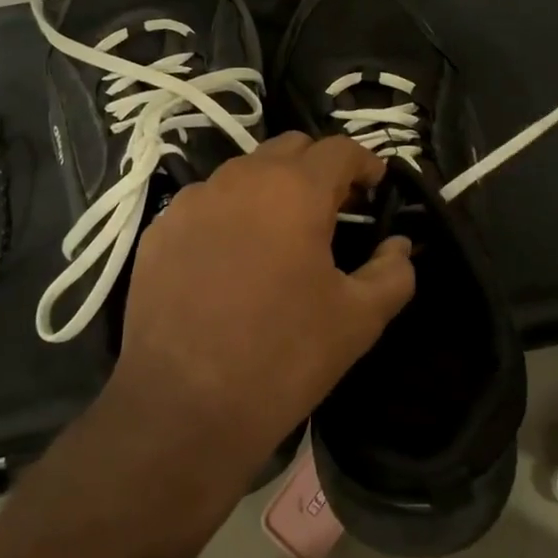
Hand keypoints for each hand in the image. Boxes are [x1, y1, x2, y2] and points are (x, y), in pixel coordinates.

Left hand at [116, 132, 415, 467]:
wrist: (182, 408)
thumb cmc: (282, 357)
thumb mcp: (358, 319)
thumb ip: (393, 271)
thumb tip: (399, 245)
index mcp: (294, 190)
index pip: (339, 149)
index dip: (365, 162)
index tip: (376, 185)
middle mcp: (240, 179)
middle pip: (289, 148)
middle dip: (318, 167)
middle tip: (333, 208)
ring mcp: (192, 202)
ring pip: (243, 173)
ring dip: (271, 188)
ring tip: (281, 233)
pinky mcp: (158, 230)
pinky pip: (205, 204)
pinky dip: (229, 214)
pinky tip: (232, 259)